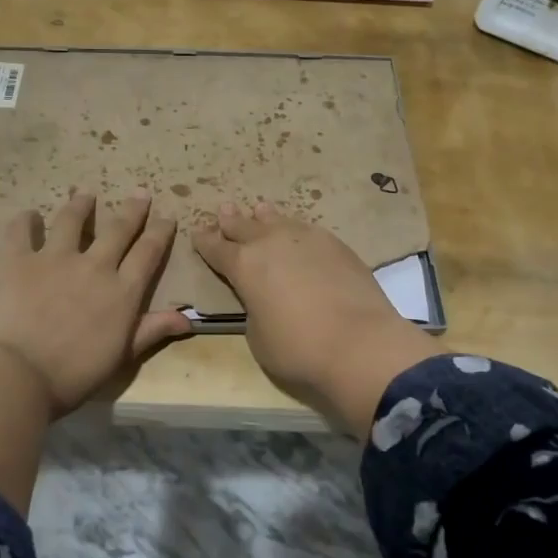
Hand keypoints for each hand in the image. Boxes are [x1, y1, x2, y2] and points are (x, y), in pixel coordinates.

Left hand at [0, 189, 192, 417]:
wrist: (20, 375)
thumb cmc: (75, 374)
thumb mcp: (122, 356)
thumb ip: (152, 330)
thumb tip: (188, 318)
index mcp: (123, 291)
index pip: (148, 253)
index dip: (160, 232)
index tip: (166, 217)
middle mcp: (95, 266)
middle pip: (118, 229)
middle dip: (132, 209)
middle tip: (140, 193)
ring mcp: (56, 259)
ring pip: (72, 221)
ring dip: (80, 205)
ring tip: (85, 194)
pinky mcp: (20, 262)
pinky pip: (22, 233)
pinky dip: (25, 221)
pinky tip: (29, 215)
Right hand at [193, 202, 441, 438]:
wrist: (359, 342)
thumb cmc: (298, 348)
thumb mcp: (258, 336)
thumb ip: (255, 309)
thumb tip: (264, 298)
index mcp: (244, 266)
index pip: (217, 248)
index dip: (205, 241)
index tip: (198, 232)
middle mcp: (271, 243)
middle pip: (244, 226)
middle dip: (232, 220)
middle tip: (224, 209)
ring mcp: (306, 239)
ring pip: (278, 220)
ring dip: (264, 217)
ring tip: (259, 209)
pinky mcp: (335, 244)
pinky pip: (306, 229)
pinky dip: (295, 228)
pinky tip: (297, 231)